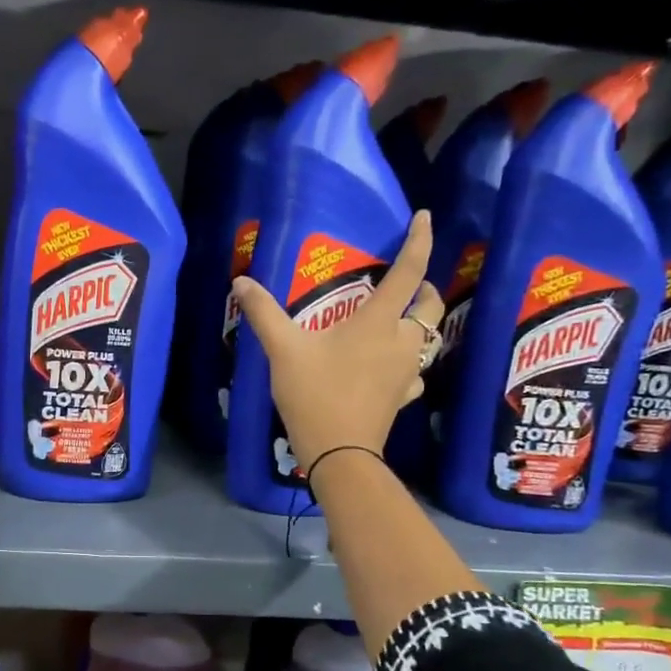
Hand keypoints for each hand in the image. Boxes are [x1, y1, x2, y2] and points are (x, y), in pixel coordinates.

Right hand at [231, 210, 442, 474]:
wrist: (339, 452)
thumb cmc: (315, 394)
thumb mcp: (284, 350)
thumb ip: (264, 313)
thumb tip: (241, 281)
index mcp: (378, 321)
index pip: (409, 271)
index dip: (420, 241)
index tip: (425, 217)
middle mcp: (401, 341)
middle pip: (430, 305)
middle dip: (425, 287)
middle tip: (407, 282)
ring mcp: (407, 371)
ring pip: (429, 338)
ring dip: (420, 323)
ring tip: (399, 320)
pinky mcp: (403, 396)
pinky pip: (415, 371)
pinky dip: (409, 361)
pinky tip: (392, 367)